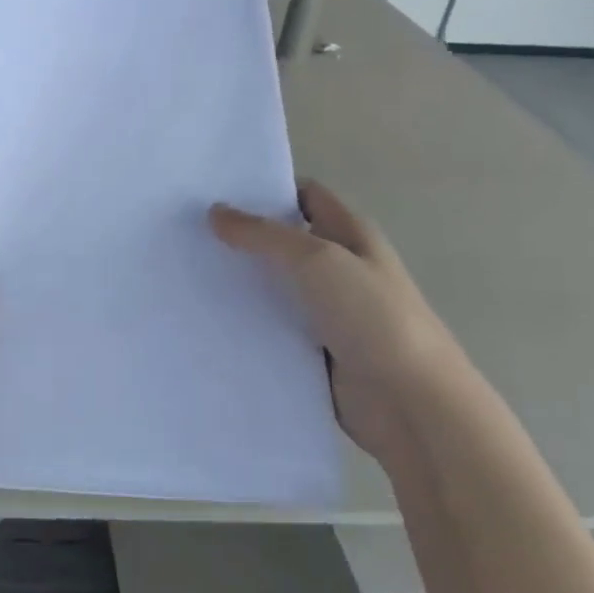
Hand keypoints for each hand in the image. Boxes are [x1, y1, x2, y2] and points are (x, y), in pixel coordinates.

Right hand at [210, 181, 474, 463]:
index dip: (264, 188)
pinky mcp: (311, 350)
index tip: (213, 190)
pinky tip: (204, 319)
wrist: (411, 403)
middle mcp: (337, 267)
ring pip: (271, 286)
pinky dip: (243, 323)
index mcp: (349, 234)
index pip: (303, 196)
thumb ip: (264, 235)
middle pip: (281, 241)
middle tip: (183, 230)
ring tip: (182, 272)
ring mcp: (324, 311)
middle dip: (239, 235)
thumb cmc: (372, 317)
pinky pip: (269, 327)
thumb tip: (215, 212)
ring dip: (236, 282)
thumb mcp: (317, 260)